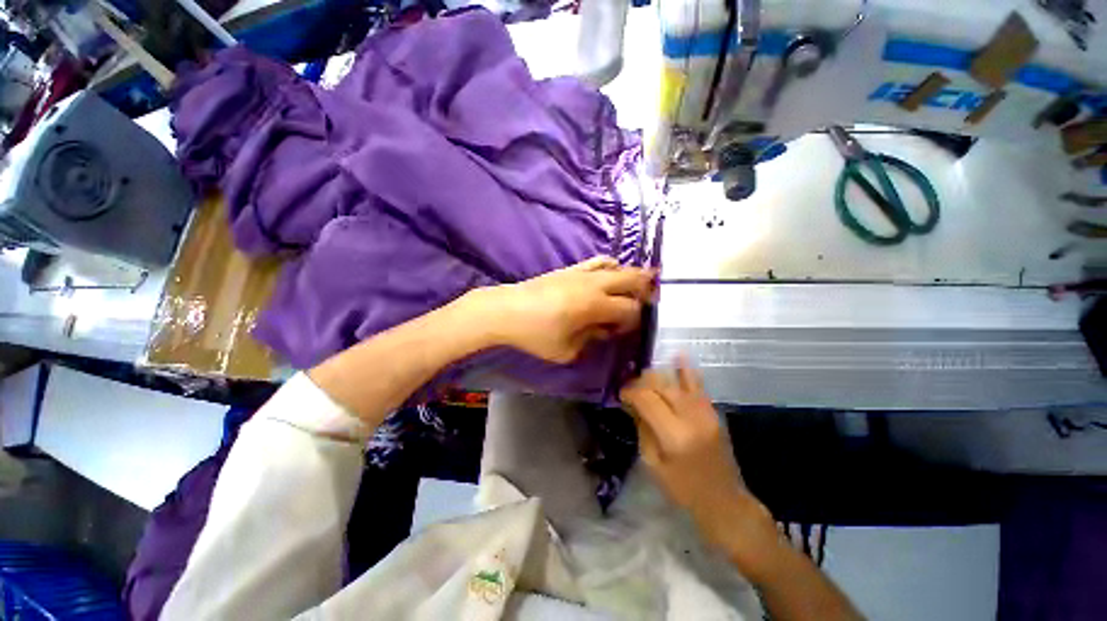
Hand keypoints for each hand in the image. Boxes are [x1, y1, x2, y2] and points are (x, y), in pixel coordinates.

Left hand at [475, 256, 654, 363]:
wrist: (506, 310)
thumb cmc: (535, 335)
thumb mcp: (566, 350)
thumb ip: (592, 339)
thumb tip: (605, 330)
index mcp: (594, 306)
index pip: (629, 309)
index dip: (634, 321)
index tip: (626, 330)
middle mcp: (594, 284)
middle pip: (632, 280)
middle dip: (645, 290)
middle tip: (650, 301)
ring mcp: (582, 273)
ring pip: (618, 267)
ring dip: (632, 276)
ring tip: (637, 286)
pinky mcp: (571, 268)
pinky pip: (598, 261)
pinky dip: (611, 266)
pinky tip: (612, 274)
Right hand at [620, 360, 776, 561]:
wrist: (724, 500)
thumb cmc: (683, 488)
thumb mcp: (652, 463)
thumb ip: (642, 428)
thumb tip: (633, 403)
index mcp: (673, 434)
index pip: (646, 398)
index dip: (629, 392)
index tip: (621, 395)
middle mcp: (690, 416)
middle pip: (660, 384)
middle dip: (641, 382)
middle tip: (631, 390)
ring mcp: (705, 410)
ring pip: (675, 380)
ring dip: (657, 376)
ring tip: (646, 379)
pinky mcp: (712, 410)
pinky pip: (697, 383)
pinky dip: (685, 368)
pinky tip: (677, 354)